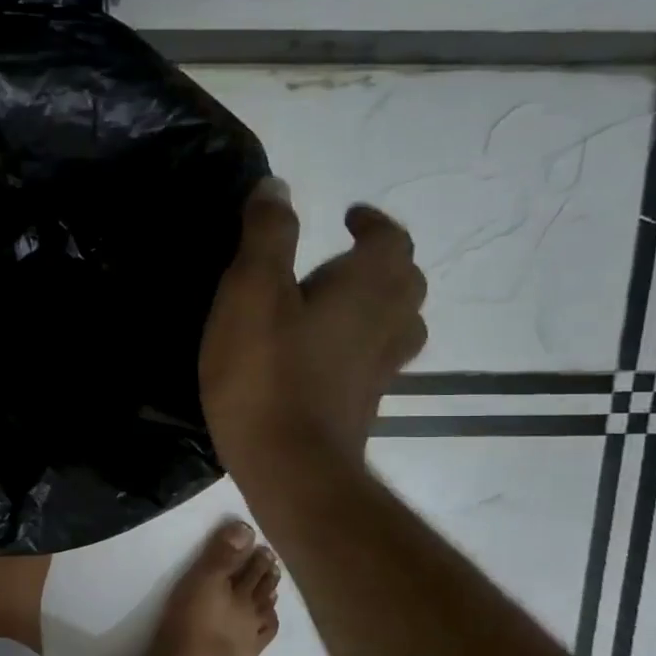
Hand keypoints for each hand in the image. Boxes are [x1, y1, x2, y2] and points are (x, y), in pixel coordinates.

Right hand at [200, 180, 426, 470]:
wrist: (290, 468)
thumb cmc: (266, 374)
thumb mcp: (251, 292)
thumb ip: (267, 235)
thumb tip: (278, 186)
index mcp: (368, 285)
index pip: (390, 238)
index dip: (372, 223)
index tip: (349, 216)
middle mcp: (389, 322)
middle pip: (404, 281)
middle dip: (381, 262)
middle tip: (344, 259)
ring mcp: (382, 369)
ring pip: (398, 323)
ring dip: (377, 304)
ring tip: (339, 303)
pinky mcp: (364, 404)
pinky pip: (374, 359)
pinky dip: (360, 344)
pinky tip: (325, 355)